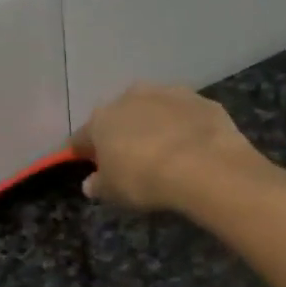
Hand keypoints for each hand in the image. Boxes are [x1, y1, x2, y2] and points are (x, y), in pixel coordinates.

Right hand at [72, 83, 264, 211]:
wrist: (203, 164)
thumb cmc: (144, 179)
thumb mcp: (113, 192)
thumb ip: (98, 185)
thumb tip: (90, 183)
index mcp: (102, 119)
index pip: (82, 137)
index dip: (82, 151)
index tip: (85, 162)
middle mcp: (131, 97)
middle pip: (119, 116)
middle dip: (121, 133)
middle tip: (129, 157)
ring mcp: (168, 93)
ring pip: (154, 109)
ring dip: (154, 125)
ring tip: (164, 151)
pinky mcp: (201, 100)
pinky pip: (186, 115)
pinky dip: (185, 127)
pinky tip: (193, 148)